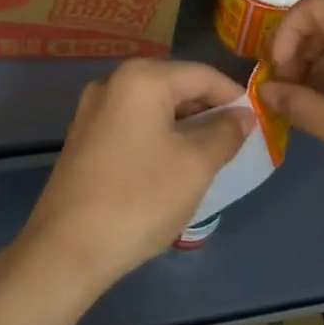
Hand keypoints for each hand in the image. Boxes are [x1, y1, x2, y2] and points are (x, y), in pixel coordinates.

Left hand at [19, 59, 252, 291]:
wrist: (66, 249)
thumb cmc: (139, 199)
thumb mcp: (195, 166)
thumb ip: (225, 134)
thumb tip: (243, 117)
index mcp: (142, 78)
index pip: (202, 75)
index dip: (234, 96)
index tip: (258, 121)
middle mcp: (113, 82)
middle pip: (175, 86)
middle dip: (208, 110)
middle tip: (236, 141)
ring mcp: (93, 109)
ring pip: (153, 107)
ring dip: (183, 126)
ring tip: (209, 155)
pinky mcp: (83, 137)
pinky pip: (132, 124)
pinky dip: (158, 136)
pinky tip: (171, 166)